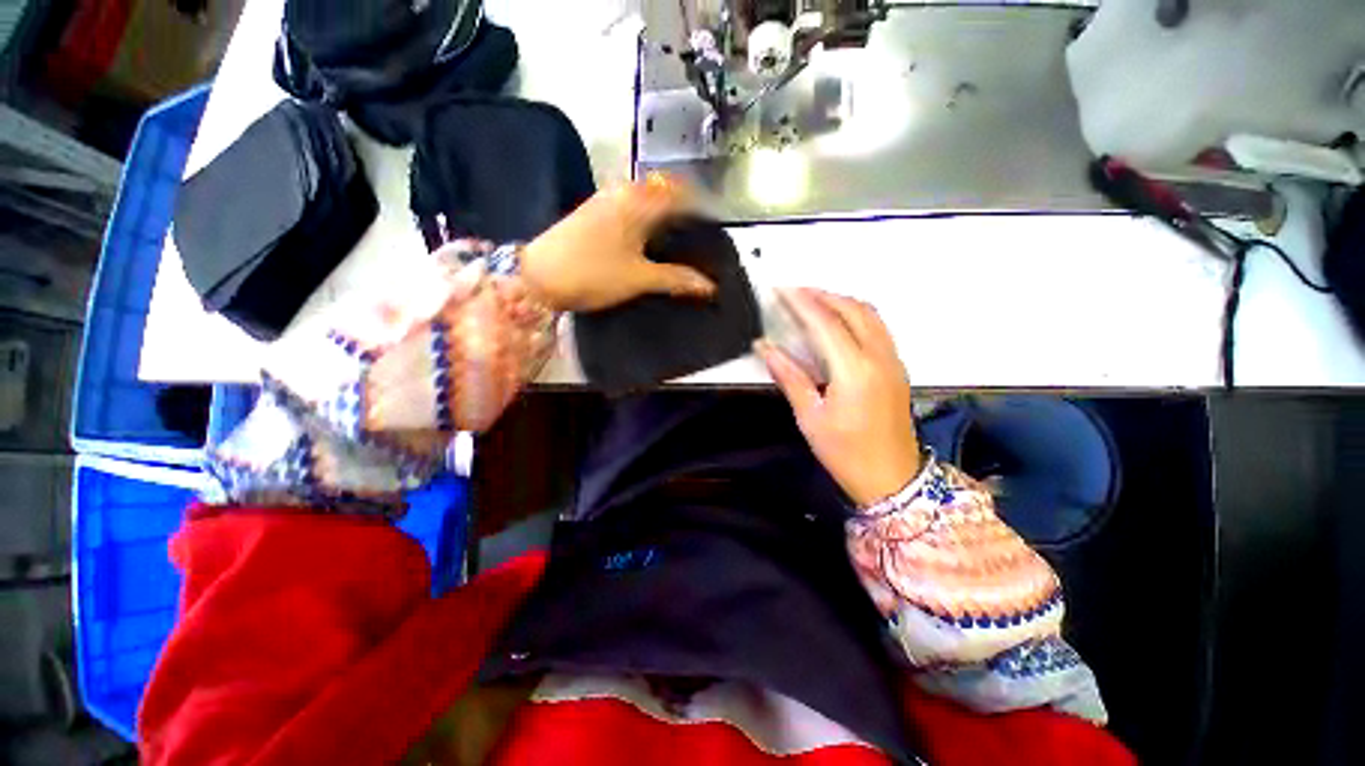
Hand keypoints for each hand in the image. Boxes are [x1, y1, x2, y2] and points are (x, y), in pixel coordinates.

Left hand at [519, 173, 717, 312]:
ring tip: (677, 234)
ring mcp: (602, 200)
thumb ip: (675, 279)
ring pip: (642, 196)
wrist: (536, 277)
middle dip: (682, 205)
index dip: (700, 204)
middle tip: (698, 230)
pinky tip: (646, 237)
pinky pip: (627, 205)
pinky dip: (643, 215)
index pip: (679, 192)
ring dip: (662, 209)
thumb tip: (709, 286)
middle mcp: (621, 193)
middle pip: (661, 190)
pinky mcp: (591, 212)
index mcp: (637, 202)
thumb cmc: (592, 274)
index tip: (714, 221)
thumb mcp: (639, 279)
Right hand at [757, 288, 920, 507]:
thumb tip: (766, 349)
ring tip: (813, 300)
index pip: (825, 323)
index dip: (801, 303)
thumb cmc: (846, 452)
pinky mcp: (897, 367)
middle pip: (852, 309)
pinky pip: (878, 327)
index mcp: (854, 371)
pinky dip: (856, 314)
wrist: (892, 478)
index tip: (781, 290)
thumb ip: (790, 377)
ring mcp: (892, 360)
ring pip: (870, 314)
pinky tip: (838, 321)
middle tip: (795, 292)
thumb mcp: (810, 417)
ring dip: (841, 301)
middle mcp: (879, 357)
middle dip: (822, 295)